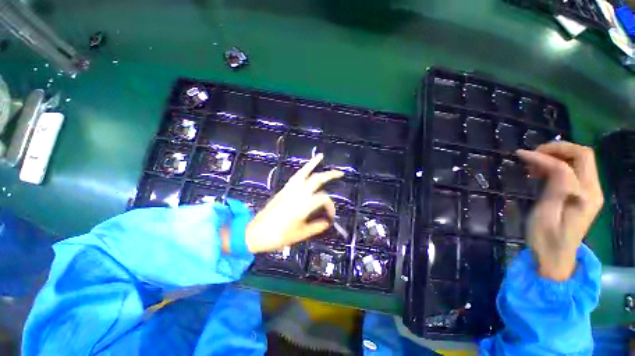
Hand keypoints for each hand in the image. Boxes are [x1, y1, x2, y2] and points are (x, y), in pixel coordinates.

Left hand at [244, 154, 343, 252]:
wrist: (255, 233)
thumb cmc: (278, 236)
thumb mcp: (300, 234)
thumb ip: (316, 227)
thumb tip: (327, 222)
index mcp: (303, 206)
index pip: (323, 199)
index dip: (330, 207)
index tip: (330, 217)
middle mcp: (297, 194)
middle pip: (316, 180)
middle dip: (330, 175)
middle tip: (340, 173)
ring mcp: (289, 190)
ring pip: (303, 173)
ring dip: (313, 164)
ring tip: (321, 157)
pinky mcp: (283, 190)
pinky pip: (295, 176)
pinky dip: (303, 169)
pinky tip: (307, 167)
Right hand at [517, 142, 602, 280]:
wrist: (555, 257)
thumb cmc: (546, 239)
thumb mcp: (546, 214)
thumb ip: (554, 188)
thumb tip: (549, 164)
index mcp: (584, 197)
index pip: (566, 165)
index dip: (543, 156)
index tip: (520, 154)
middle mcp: (593, 190)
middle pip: (583, 155)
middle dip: (557, 149)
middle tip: (533, 154)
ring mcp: (591, 192)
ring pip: (581, 159)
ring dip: (558, 155)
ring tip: (535, 164)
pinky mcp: (584, 194)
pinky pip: (576, 169)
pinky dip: (560, 164)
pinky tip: (543, 172)